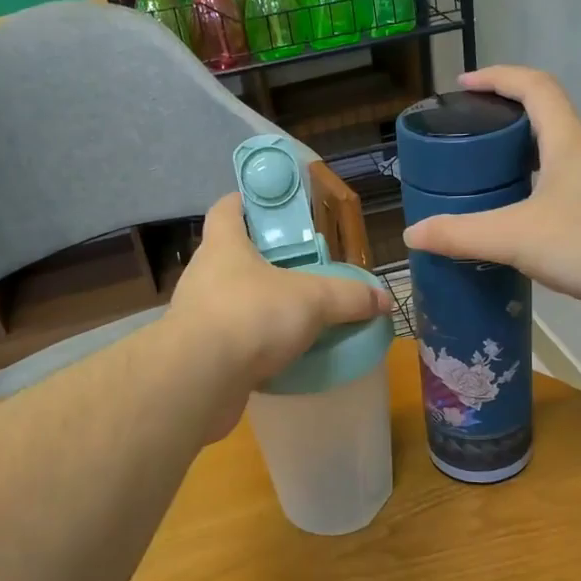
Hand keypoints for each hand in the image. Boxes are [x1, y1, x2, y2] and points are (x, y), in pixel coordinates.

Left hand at [166, 193, 390, 434]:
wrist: (199, 380)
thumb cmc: (251, 316)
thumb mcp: (312, 300)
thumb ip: (349, 297)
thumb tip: (383, 299)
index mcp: (223, 246)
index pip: (227, 209)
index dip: (246, 201)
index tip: (271, 207)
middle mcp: (204, 275)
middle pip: (232, 256)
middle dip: (264, 261)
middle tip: (301, 268)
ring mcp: (197, 316)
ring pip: (232, 301)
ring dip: (259, 305)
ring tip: (295, 315)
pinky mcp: (200, 354)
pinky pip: (232, 340)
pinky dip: (254, 344)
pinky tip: (281, 355)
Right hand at [400, 67, 580, 330]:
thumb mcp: (517, 238)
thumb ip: (462, 235)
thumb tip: (412, 234)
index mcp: (568, 143)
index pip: (534, 86)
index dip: (498, 77)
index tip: (463, 85)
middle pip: (547, 123)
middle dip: (505, 126)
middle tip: (469, 146)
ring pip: (560, 164)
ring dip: (525, 167)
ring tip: (490, 191)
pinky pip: (573, 198)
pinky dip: (543, 201)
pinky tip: (530, 234)